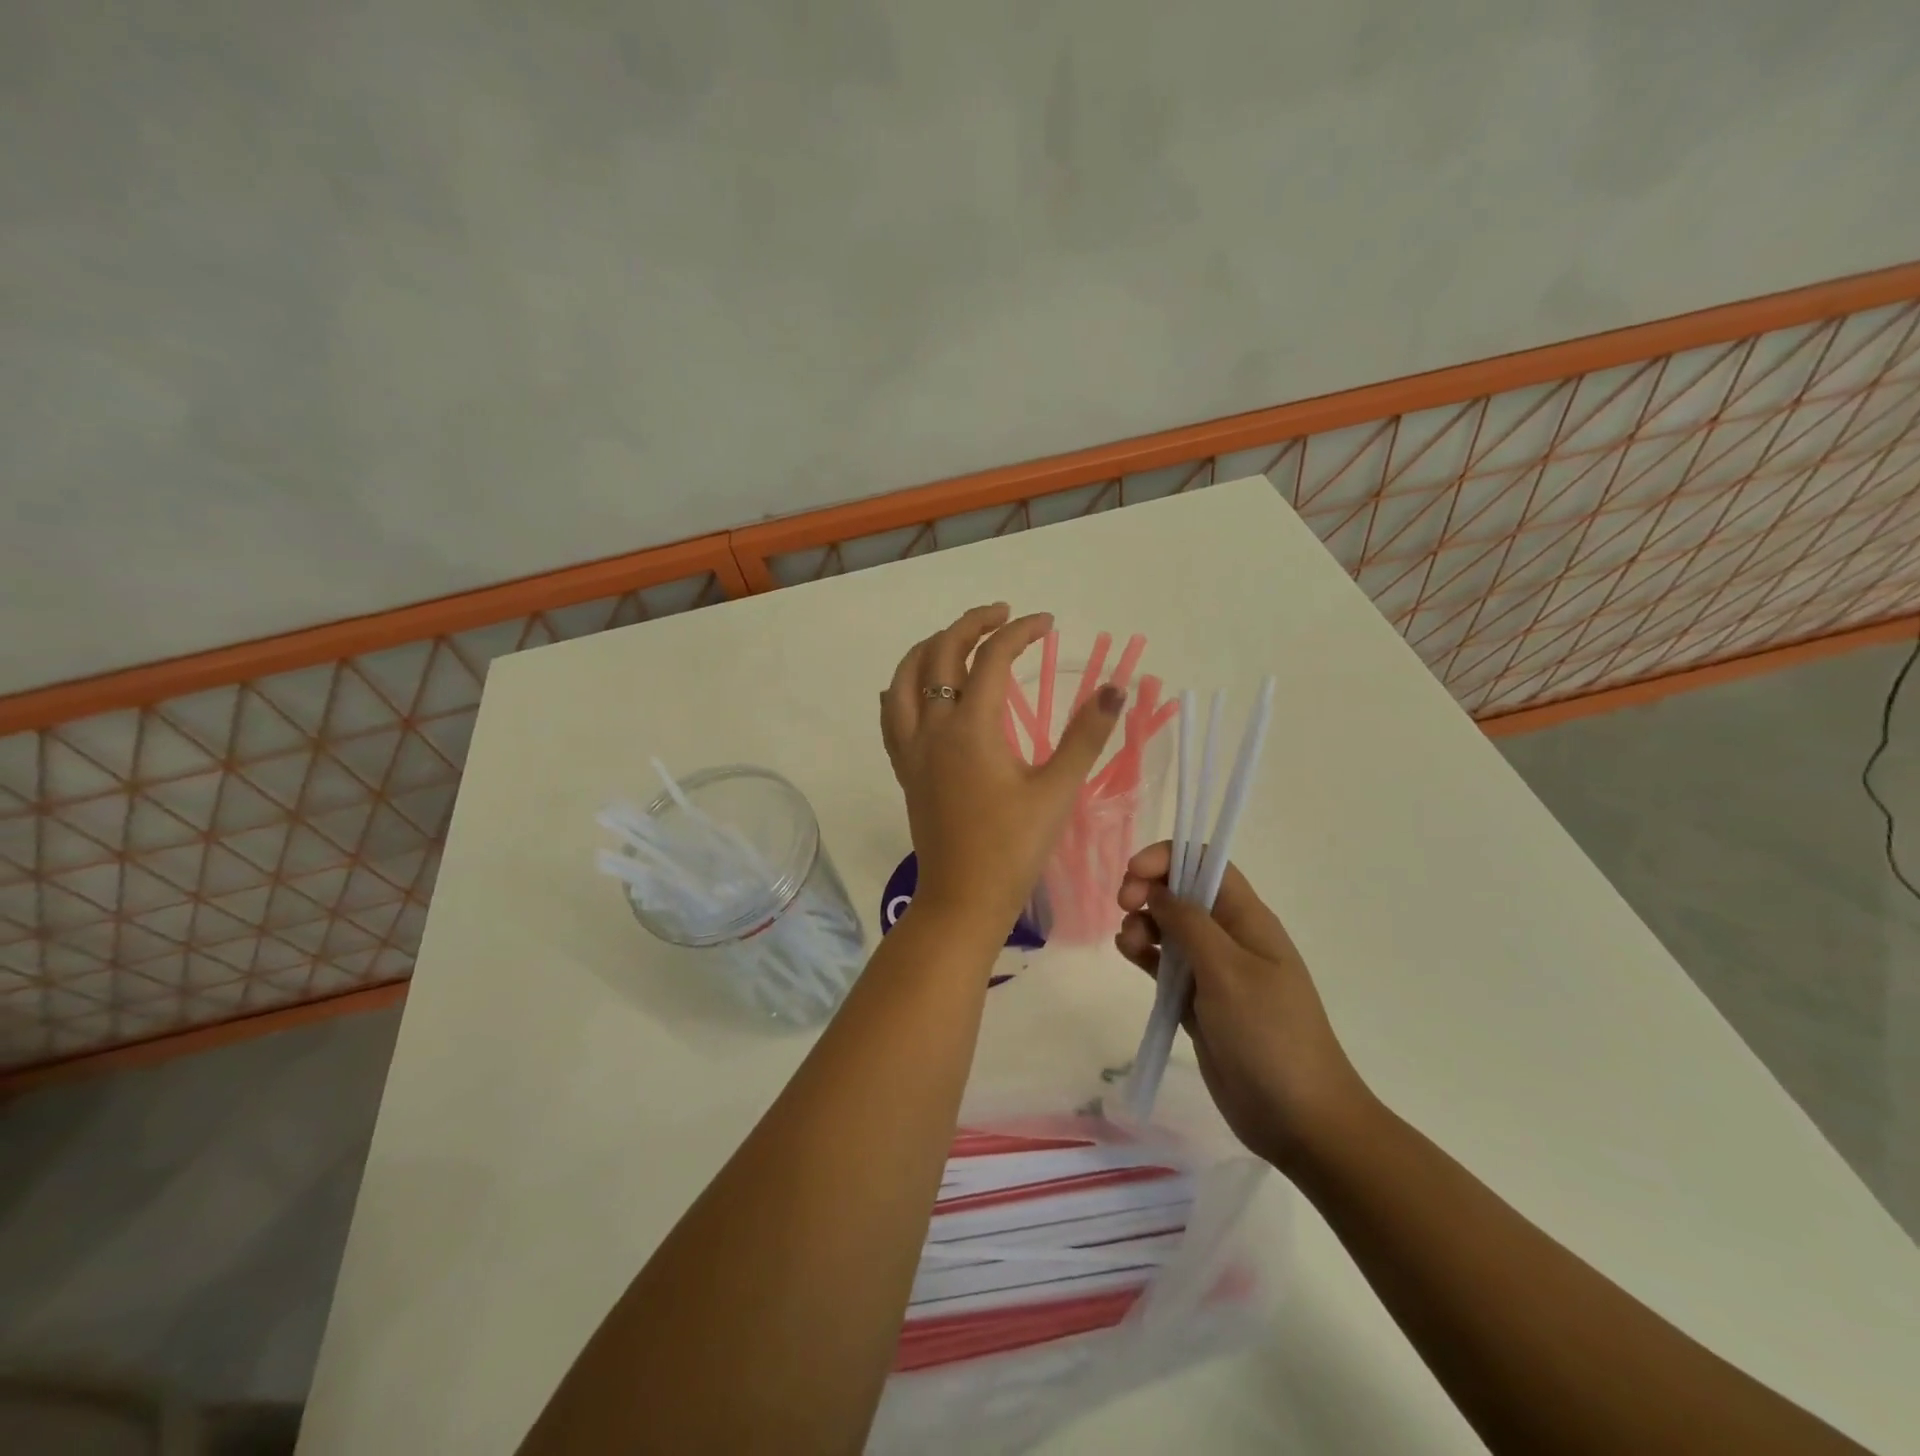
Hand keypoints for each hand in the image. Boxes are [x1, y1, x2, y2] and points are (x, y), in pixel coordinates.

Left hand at [882, 604, 1124, 934]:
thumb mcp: (1056, 790)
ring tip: (955, 639)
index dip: (1019, 632)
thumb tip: (1114, 689)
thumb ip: (1085, 736)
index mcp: (970, 727)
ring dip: (928, 648)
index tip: (1046, 623)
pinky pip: (892, 715)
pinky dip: (903, 687)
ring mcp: (913, 749)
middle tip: (1003, 615)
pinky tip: (915, 688)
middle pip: (939, 653)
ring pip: (905, 679)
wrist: (963, 898)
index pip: (991, 658)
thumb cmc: (1013, 848)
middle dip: (971, 624)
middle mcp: (933, 728)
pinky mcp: (906, 770)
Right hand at [1116, 844, 1369, 1172]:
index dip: (1168, 858)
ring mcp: (1213, 970)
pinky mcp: (1197, 1001)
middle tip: (1124, 907)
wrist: (1299, 1119)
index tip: (1133, 875)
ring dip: (1142, 923)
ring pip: (1168, 927)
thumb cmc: (1269, 1035)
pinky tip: (1130, 955)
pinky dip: (1144, 953)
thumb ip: (1189, 924)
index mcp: (1247, 919)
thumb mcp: (1228, 972)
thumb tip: (1158, 889)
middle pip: (1181, 892)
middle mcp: (1229, 936)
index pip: (1206, 864)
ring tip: (1129, 944)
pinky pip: (1164, 964)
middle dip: (1148, 889)